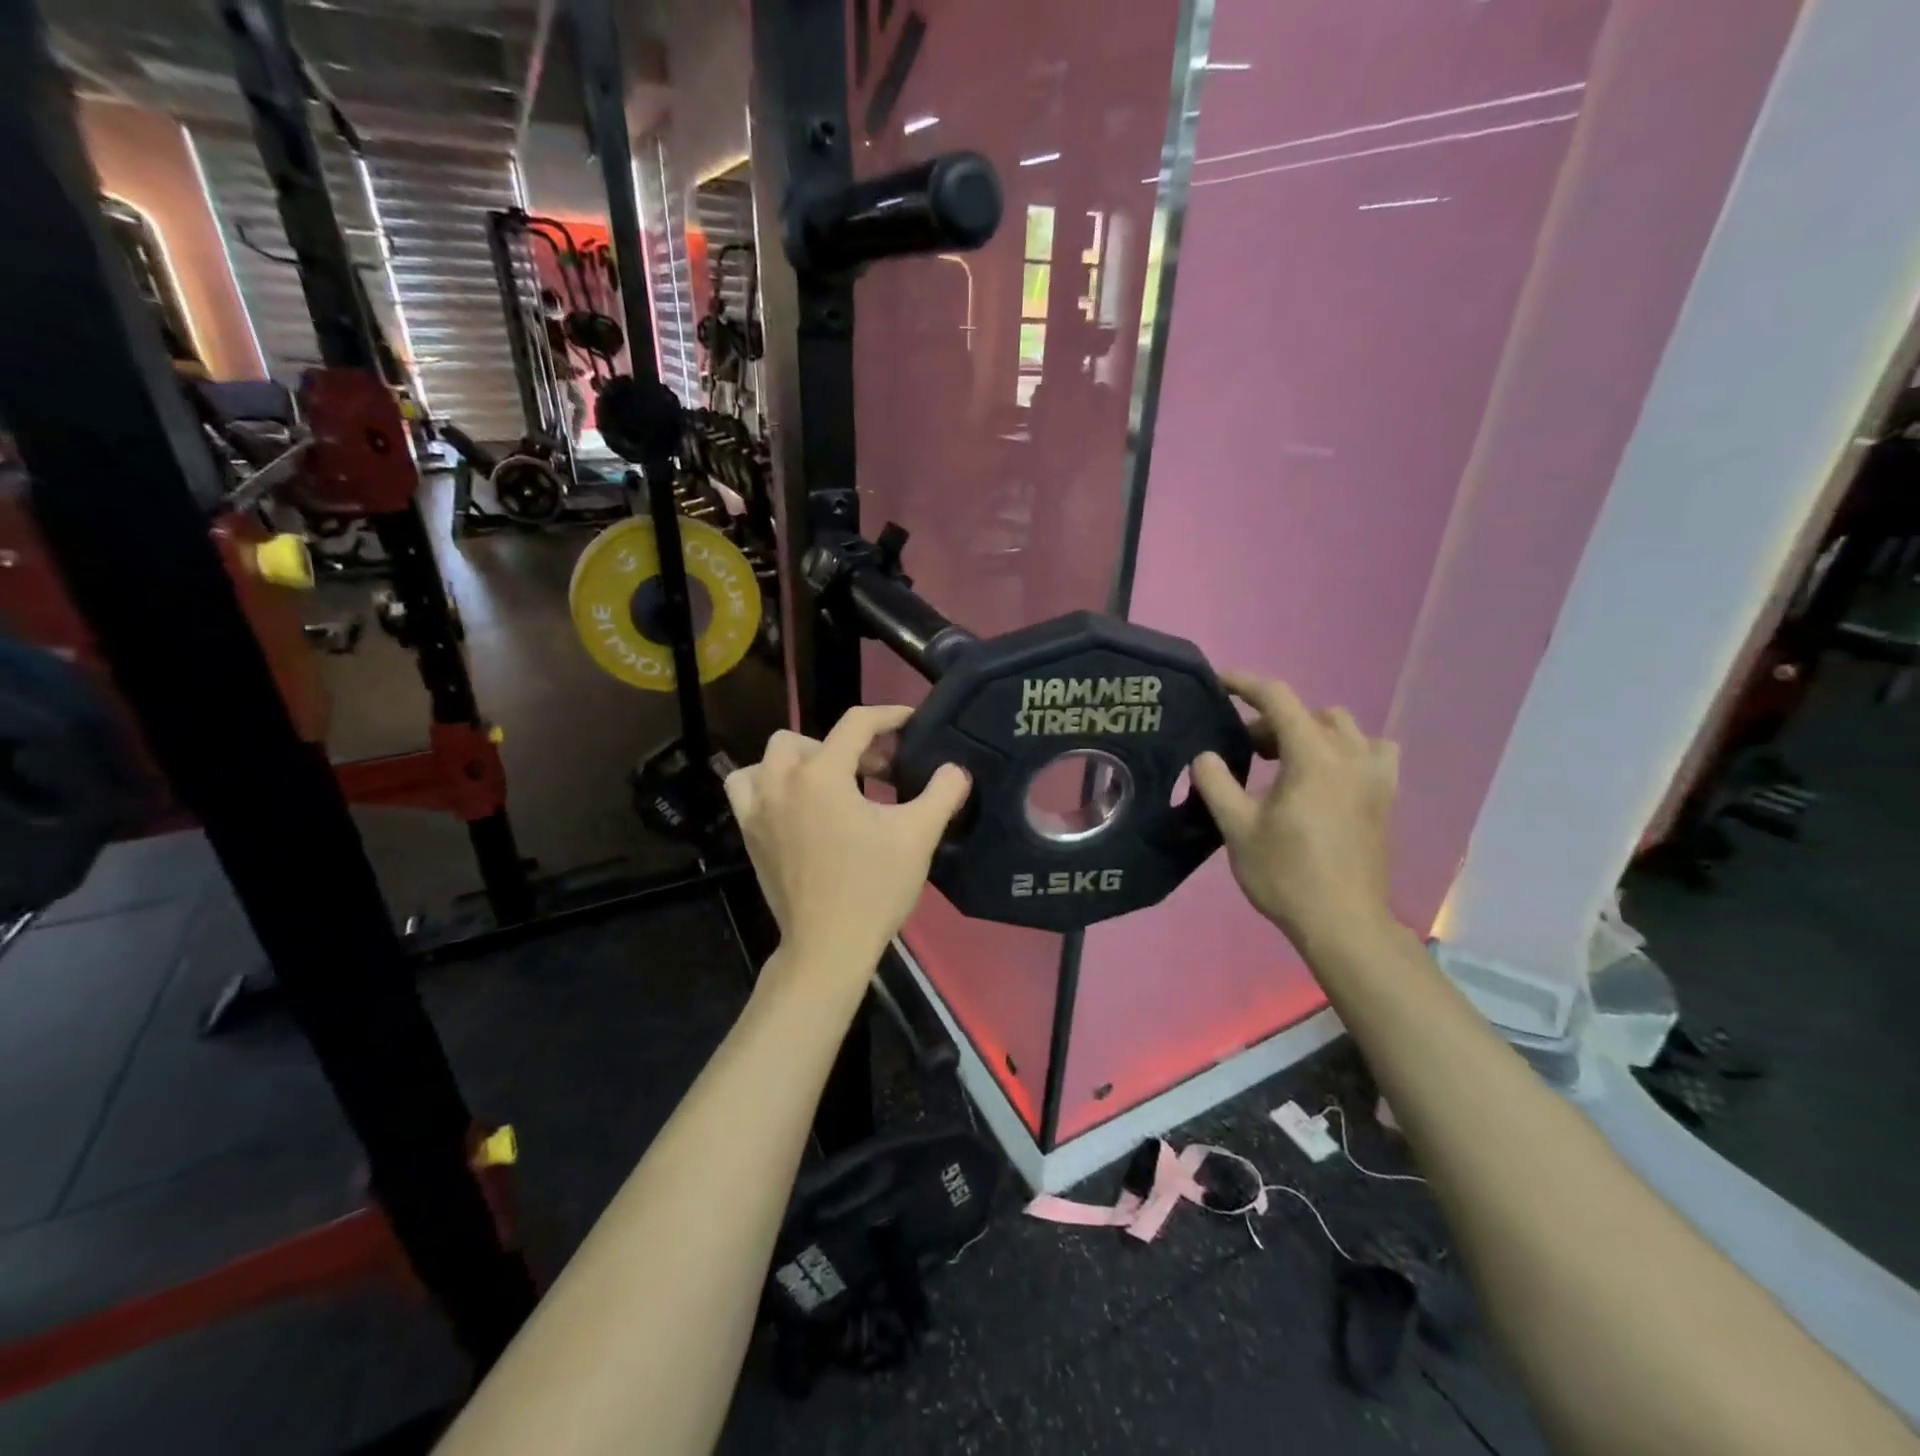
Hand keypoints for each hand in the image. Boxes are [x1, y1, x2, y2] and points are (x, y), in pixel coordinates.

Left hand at [725, 706, 971, 984]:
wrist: (828, 946)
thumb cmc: (874, 887)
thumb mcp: (918, 836)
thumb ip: (942, 793)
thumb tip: (955, 770)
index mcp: (822, 775)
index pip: (856, 724)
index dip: (888, 716)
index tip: (910, 722)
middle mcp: (782, 782)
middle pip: (807, 738)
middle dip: (845, 746)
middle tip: (877, 771)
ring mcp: (758, 809)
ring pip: (769, 759)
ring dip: (800, 761)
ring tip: (829, 782)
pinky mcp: (749, 834)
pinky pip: (748, 789)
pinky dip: (768, 785)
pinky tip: (795, 805)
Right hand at [1190, 674, 1400, 953]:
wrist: (1343, 923)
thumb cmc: (1286, 874)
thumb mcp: (1236, 828)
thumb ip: (1216, 783)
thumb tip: (1206, 755)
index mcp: (1314, 757)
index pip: (1279, 699)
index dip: (1246, 684)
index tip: (1219, 682)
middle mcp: (1351, 756)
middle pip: (1311, 714)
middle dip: (1273, 721)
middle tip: (1246, 750)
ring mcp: (1376, 776)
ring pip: (1344, 729)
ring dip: (1311, 732)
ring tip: (1287, 761)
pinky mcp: (1386, 798)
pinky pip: (1371, 752)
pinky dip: (1346, 750)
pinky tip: (1327, 776)